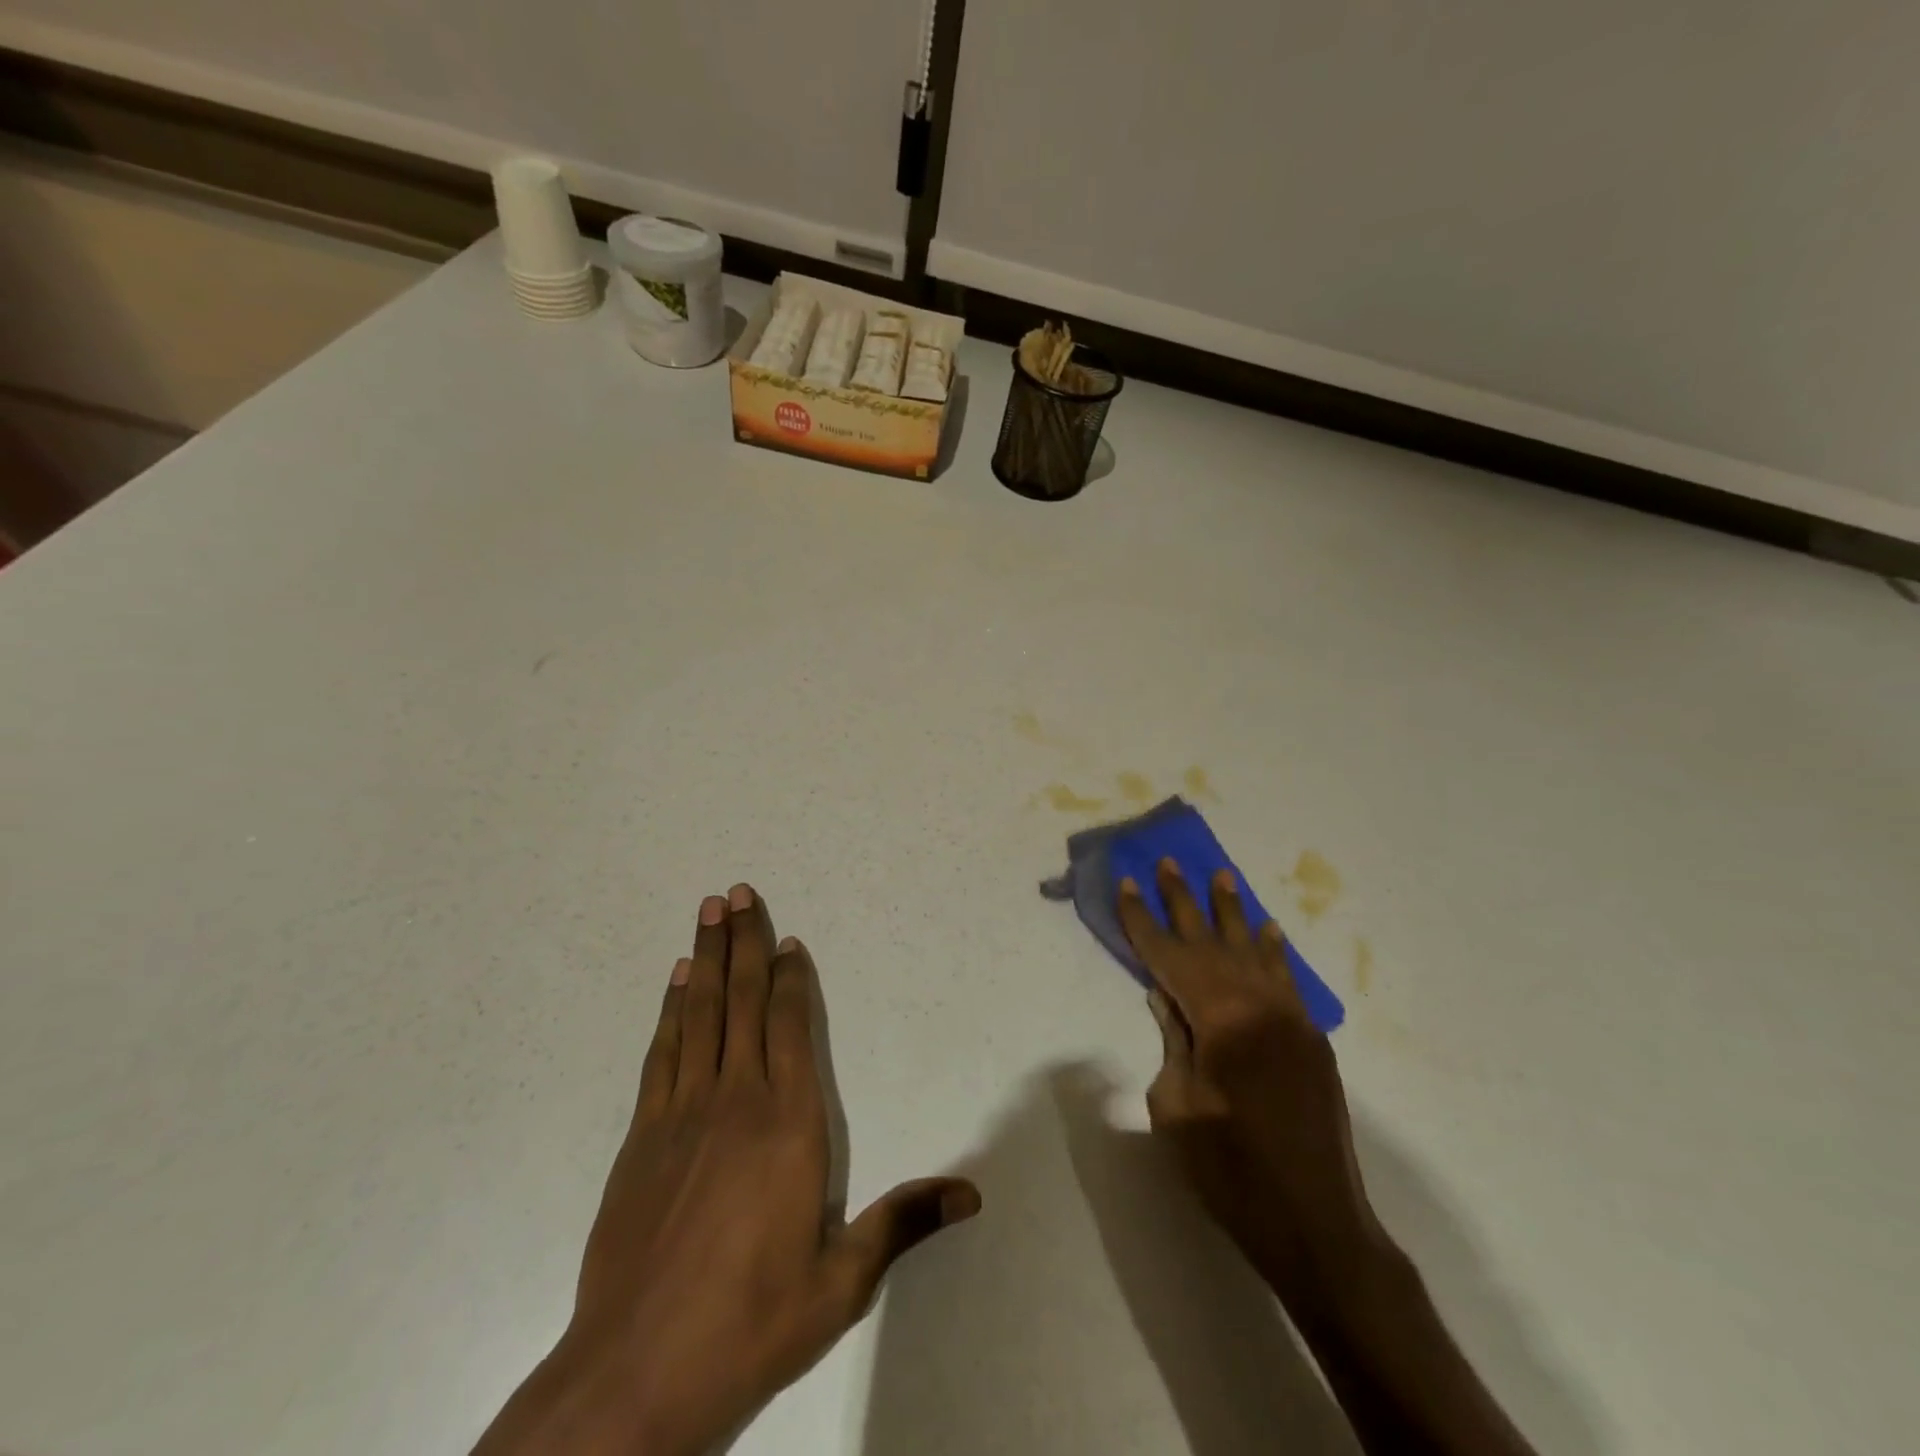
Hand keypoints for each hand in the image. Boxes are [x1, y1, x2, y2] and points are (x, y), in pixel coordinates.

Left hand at [474, 885, 979, 1455]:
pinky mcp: (642, 1137)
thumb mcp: (840, 1282)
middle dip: (743, 943)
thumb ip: (901, 1224)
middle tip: (738, 892)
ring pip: (700, 1015)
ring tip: (708, 911)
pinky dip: (670, 1011)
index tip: (786, 940)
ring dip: (705, 959)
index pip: (790, 1029)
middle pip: (741, 1003)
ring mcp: (682, 1114)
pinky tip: (675, 981)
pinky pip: (662, 1054)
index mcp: (789, 1126)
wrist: (634, 1376)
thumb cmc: (750, 1323)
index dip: (788, 979)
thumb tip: (972, 1194)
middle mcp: (737, 1102)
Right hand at [1117, 861, 1380, 1305]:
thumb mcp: (1177, 1105)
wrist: (1315, 1224)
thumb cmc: (1230, 1171)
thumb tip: (1165, 997)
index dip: (1143, 920)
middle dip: (1184, 901)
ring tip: (1220, 875)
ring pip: (1253, 951)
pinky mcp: (1309, 1040)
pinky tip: (1267, 930)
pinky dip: (1273, 952)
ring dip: (1233, 913)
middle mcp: (1259, 1005)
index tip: (1126, 883)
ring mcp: (1290, 1020)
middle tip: (1168, 862)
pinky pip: (1286, 980)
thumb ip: (1173, 1040)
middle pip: (1211, 941)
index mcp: (1221, 1018)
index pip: (1170, 956)